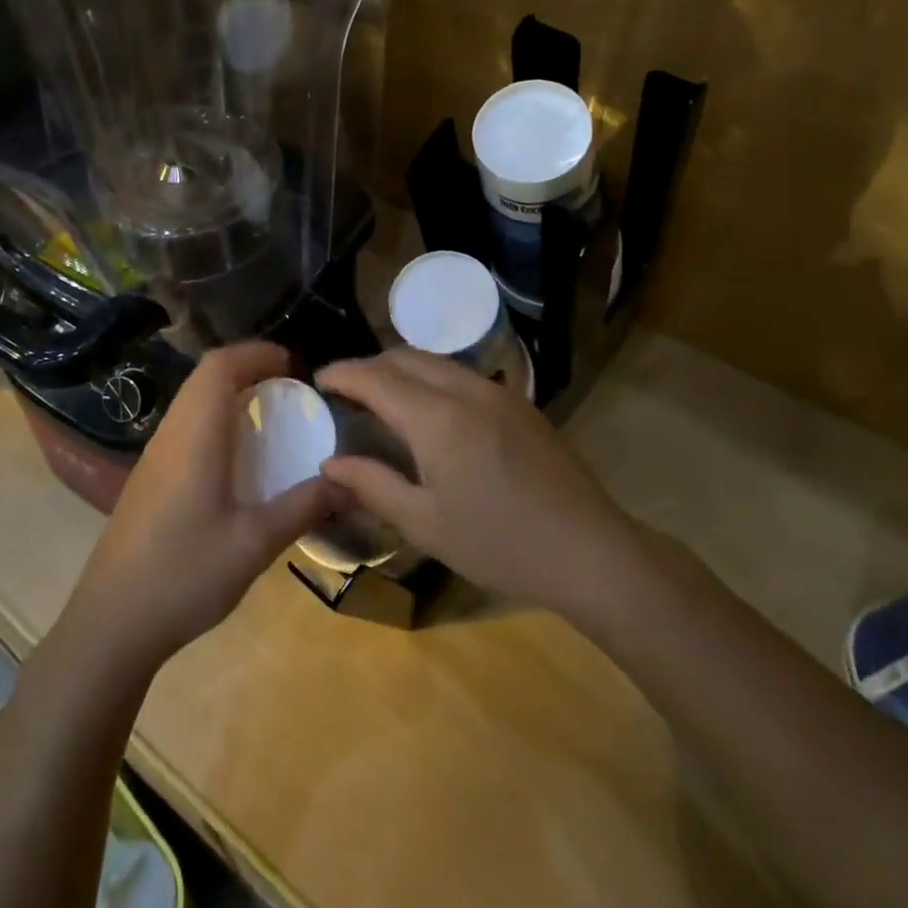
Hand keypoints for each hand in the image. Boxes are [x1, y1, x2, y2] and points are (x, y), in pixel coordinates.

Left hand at [66, 342, 343, 671]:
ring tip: (268, 414)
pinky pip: (185, 425)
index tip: (292, 363)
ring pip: (191, 400)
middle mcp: (171, 434)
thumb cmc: (184, 575)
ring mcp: (154, 457)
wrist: (111, 623)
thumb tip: (348, 482)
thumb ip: (303, 507)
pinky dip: (215, 417)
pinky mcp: (148, 479)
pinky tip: (236, 457)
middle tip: (288, 385)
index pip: (220, 366)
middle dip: (247, 368)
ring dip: (228, 392)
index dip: (255, 353)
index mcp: (195, 436)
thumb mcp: (254, 543)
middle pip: (205, 377)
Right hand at [316, 349, 633, 617]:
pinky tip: (430, 406)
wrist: (589, 550)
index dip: (344, 374)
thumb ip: (372, 485)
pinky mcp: (520, 403)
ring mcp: (498, 392)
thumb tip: (329, 463)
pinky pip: (462, 374)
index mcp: (437, 417)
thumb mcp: (425, 524)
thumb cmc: (499, 543)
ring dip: (402, 367)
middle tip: (346, 388)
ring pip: (437, 361)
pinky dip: (432, 377)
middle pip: (406, 357)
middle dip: (370, 364)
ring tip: (382, 393)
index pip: (377, 378)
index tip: (318, 378)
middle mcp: (466, 390)